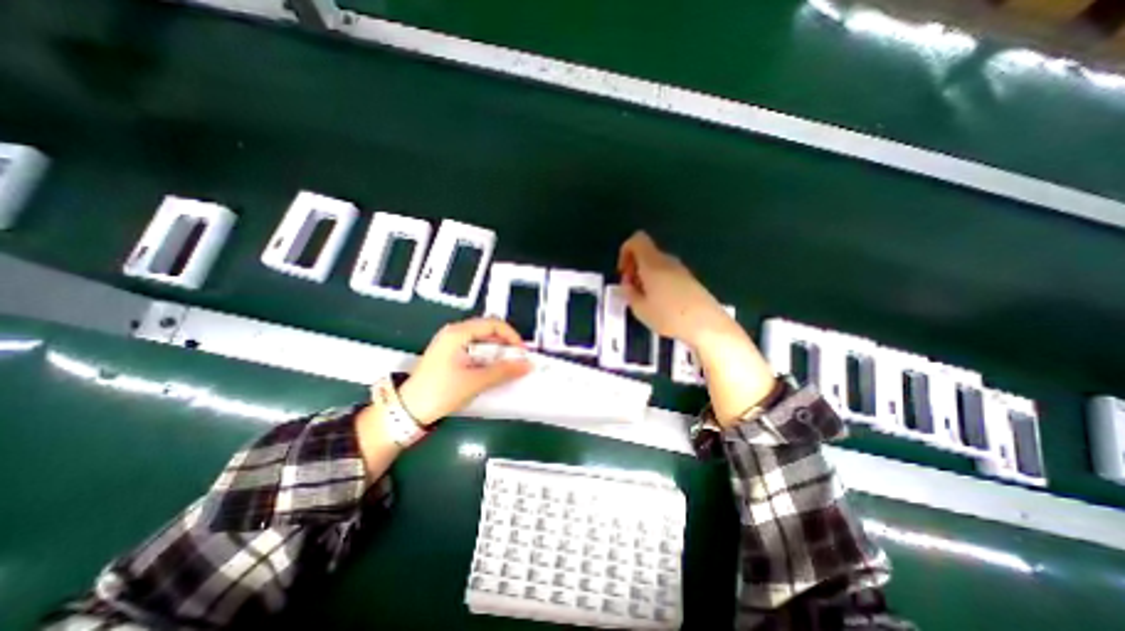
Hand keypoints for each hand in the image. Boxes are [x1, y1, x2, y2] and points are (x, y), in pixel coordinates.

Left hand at [398, 317, 533, 425]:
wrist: (408, 410)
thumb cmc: (440, 392)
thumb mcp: (475, 381)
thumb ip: (503, 371)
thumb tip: (527, 365)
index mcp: (458, 333)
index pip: (493, 324)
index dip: (511, 336)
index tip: (521, 352)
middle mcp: (454, 332)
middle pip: (488, 330)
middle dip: (505, 345)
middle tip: (515, 361)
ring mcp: (451, 342)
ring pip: (483, 340)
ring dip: (497, 352)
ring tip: (505, 368)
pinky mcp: (450, 353)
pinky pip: (475, 349)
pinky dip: (487, 357)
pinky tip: (491, 370)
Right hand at [615, 233, 739, 349]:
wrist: (706, 324)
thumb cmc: (669, 316)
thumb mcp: (640, 309)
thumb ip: (629, 293)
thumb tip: (626, 285)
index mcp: (652, 263)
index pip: (637, 240)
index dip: (625, 252)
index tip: (623, 272)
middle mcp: (667, 261)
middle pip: (646, 253)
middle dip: (634, 268)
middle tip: (630, 289)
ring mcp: (680, 269)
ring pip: (656, 264)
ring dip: (645, 276)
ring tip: (644, 299)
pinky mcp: (689, 279)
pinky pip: (667, 273)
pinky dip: (657, 282)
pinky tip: (659, 302)